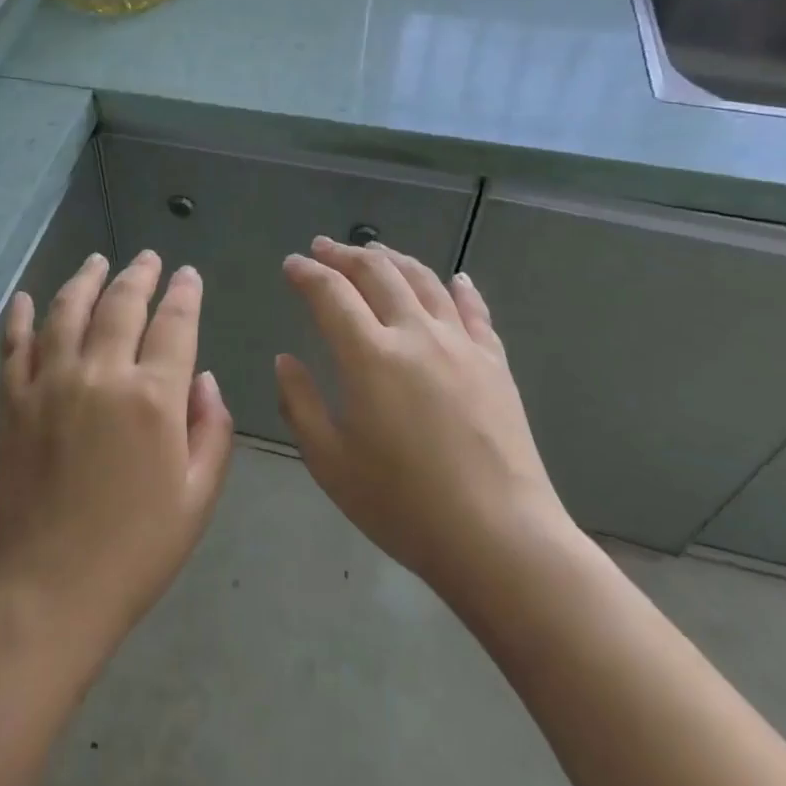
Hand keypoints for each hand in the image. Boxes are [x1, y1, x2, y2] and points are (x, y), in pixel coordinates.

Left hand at [0, 250, 233, 666]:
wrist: (45, 592)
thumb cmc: (133, 552)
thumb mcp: (197, 499)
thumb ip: (211, 430)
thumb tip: (204, 379)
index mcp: (152, 398)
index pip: (174, 324)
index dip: (185, 294)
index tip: (188, 275)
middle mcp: (100, 374)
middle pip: (121, 305)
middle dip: (140, 275)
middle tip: (149, 258)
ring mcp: (49, 383)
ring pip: (69, 311)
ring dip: (85, 279)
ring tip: (97, 260)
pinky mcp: (12, 401)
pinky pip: (15, 344)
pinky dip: (22, 316)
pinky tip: (27, 297)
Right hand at [275, 237, 574, 598]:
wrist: (499, 537)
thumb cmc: (403, 504)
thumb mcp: (330, 462)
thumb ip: (299, 403)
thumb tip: (286, 360)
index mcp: (369, 355)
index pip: (331, 294)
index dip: (307, 274)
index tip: (291, 264)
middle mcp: (415, 333)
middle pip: (377, 273)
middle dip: (345, 255)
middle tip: (323, 248)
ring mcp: (460, 344)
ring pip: (424, 281)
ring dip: (394, 259)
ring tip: (375, 251)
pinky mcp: (494, 362)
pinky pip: (475, 311)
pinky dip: (459, 288)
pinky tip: (454, 279)